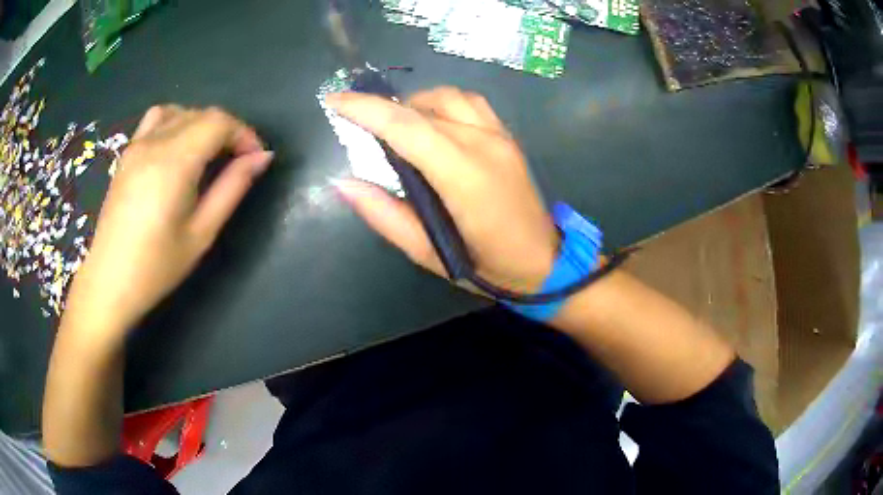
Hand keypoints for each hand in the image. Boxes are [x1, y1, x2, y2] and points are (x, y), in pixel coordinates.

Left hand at [61, 106, 272, 337]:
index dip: (244, 134)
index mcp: (174, 162)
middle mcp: (154, 143)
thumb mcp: (202, 233)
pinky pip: (156, 118)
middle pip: (202, 114)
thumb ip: (232, 188)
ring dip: (202, 124)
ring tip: (208, 153)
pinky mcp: (127, 153)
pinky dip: (176, 121)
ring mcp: (137, 145)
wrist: (110, 281)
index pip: (219, 122)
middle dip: (228, 131)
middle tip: (238, 162)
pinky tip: (178, 147)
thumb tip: (261, 157)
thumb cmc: (157, 266)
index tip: (255, 159)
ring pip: (180, 112)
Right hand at [327, 87, 557, 291]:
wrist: (545, 261)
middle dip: (382, 108)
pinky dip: (442, 104)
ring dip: (414, 103)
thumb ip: (384, 215)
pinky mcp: (508, 136)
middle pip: (422, 108)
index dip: (365, 109)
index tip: (334, 100)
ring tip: (397, 127)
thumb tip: (343, 183)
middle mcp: (483, 144)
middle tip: (359, 125)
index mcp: (463, 176)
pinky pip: (470, 103)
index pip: (406, 127)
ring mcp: (500, 136)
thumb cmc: (486, 266)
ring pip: (448, 97)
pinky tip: (433, 124)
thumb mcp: (427, 254)